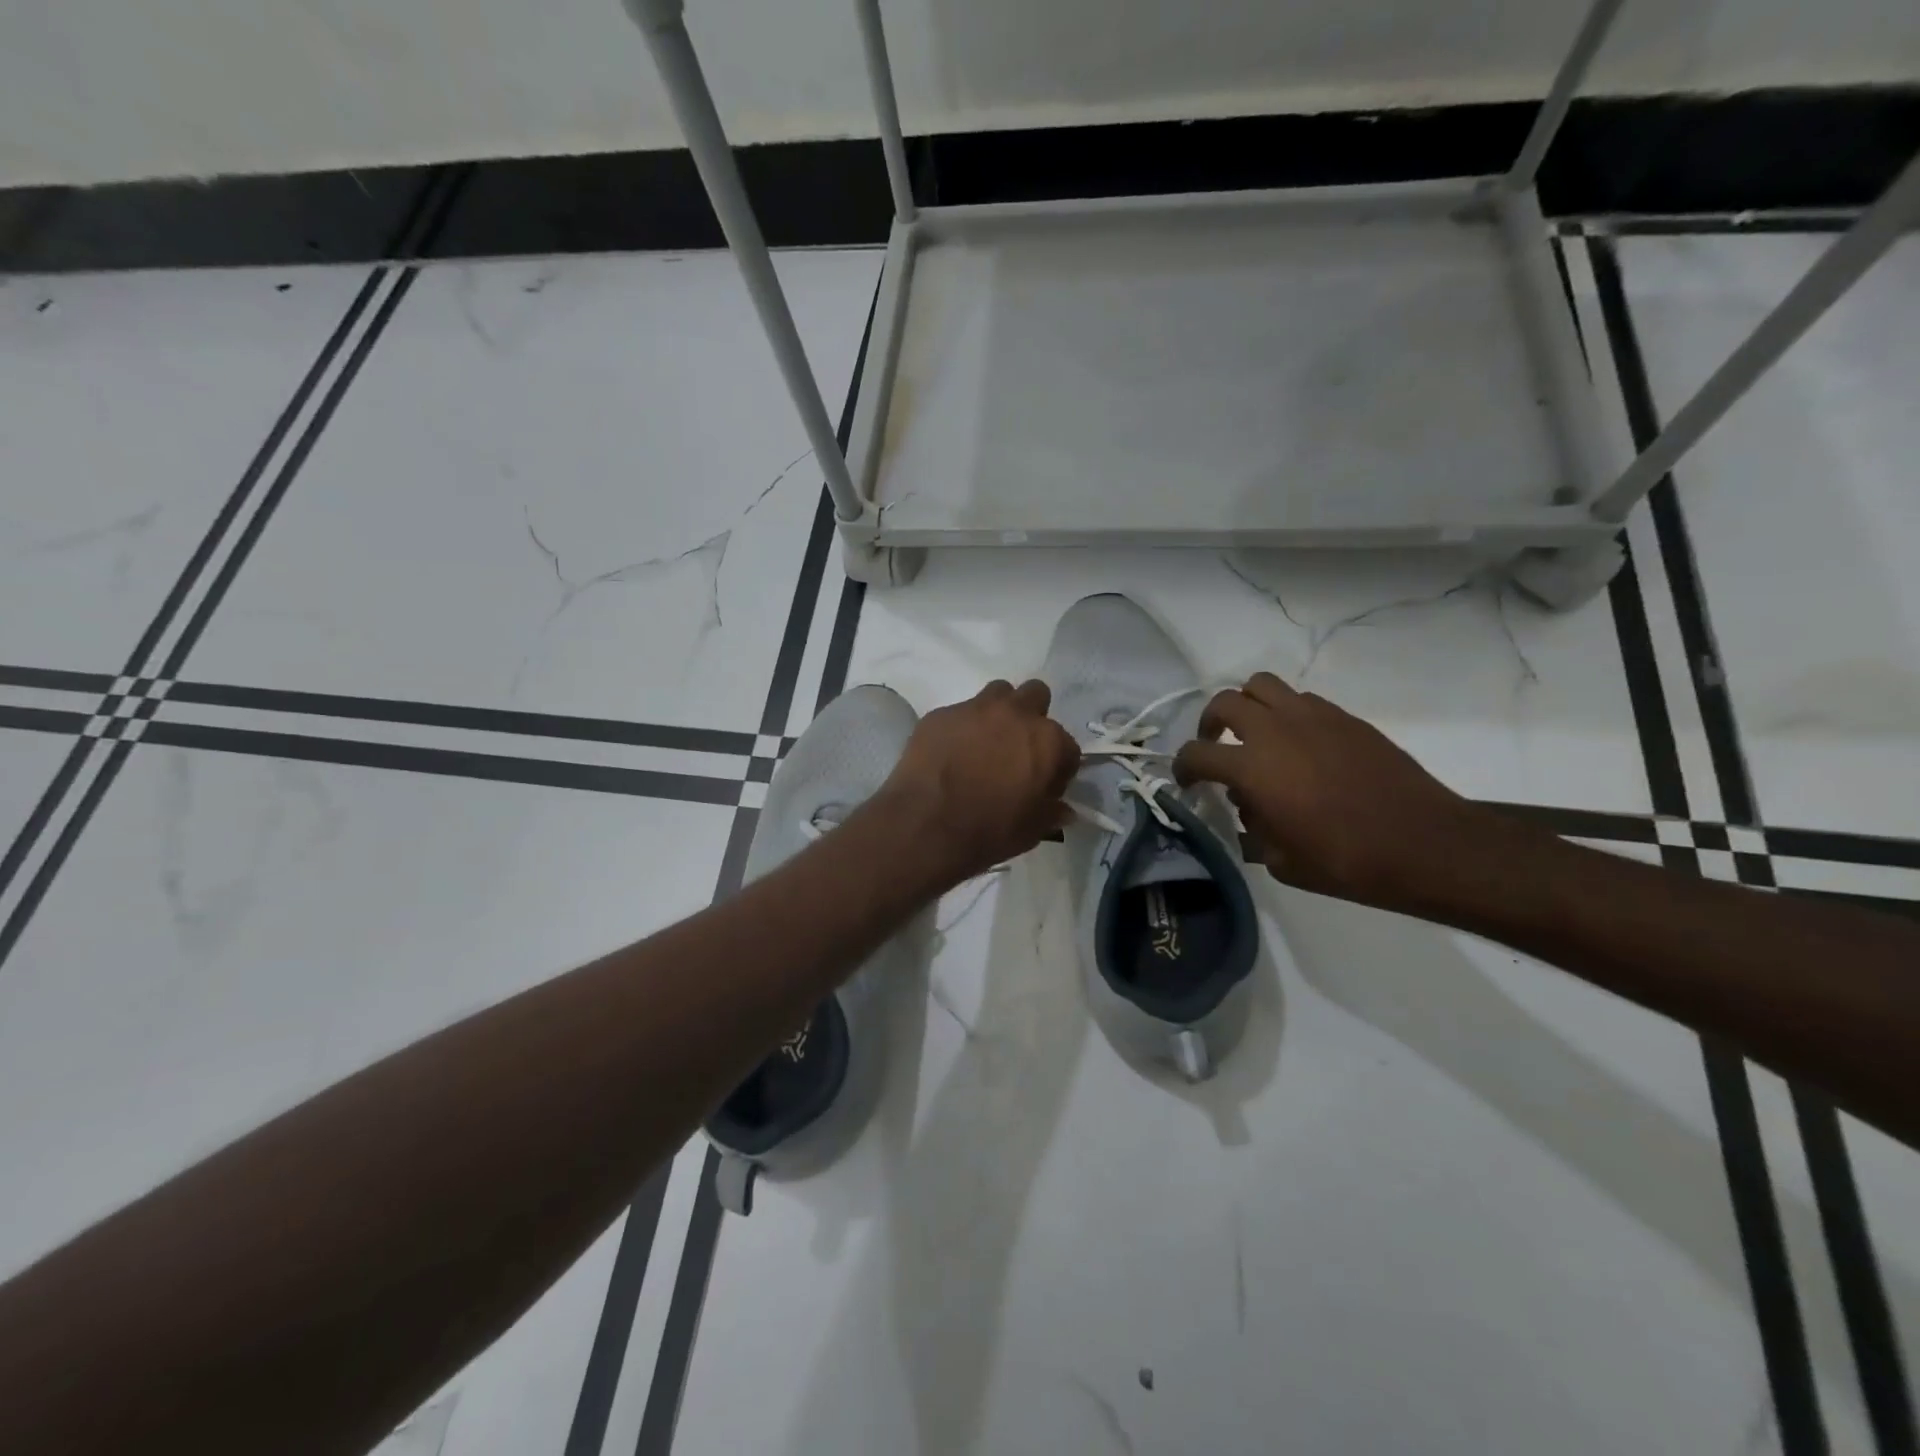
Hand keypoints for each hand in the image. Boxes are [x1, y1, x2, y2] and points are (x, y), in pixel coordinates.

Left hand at [872, 679, 1081, 886]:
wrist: (926, 825)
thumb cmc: (989, 830)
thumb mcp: (1031, 831)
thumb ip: (1051, 813)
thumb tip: (1064, 811)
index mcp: (1047, 741)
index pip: (1067, 747)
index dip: (1058, 768)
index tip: (1044, 785)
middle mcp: (1015, 714)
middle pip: (1035, 696)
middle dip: (1031, 717)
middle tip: (1017, 749)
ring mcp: (974, 709)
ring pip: (997, 694)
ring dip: (997, 713)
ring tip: (985, 743)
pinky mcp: (940, 714)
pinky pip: (958, 713)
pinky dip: (961, 729)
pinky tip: (950, 753)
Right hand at [1173, 672, 1500, 910]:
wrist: (1425, 844)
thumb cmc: (1346, 861)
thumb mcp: (1281, 859)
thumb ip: (1253, 826)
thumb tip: (1249, 805)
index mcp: (1252, 767)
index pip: (1196, 753)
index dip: (1182, 767)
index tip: (1187, 782)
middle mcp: (1275, 730)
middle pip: (1224, 702)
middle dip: (1210, 724)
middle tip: (1216, 747)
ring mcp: (1312, 717)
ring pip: (1261, 685)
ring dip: (1248, 706)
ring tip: (1255, 733)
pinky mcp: (1344, 717)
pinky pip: (1301, 699)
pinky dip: (1286, 713)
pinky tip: (1299, 744)